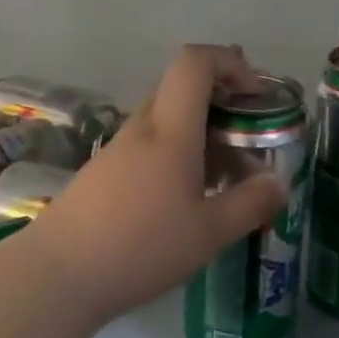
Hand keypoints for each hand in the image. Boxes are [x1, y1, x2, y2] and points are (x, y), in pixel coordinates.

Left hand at [24, 45, 288, 325]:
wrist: (58, 275)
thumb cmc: (141, 247)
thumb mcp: (209, 233)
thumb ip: (250, 204)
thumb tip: (280, 183)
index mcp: (169, 131)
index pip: (195, 63)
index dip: (229, 63)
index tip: (255, 95)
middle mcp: (141, 129)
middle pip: (180, 89)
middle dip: (221, 103)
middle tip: (248, 138)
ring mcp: (116, 151)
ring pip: (165, 122)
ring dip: (200, 135)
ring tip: (225, 179)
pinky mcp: (101, 174)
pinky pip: (147, 147)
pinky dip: (176, 156)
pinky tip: (185, 200)